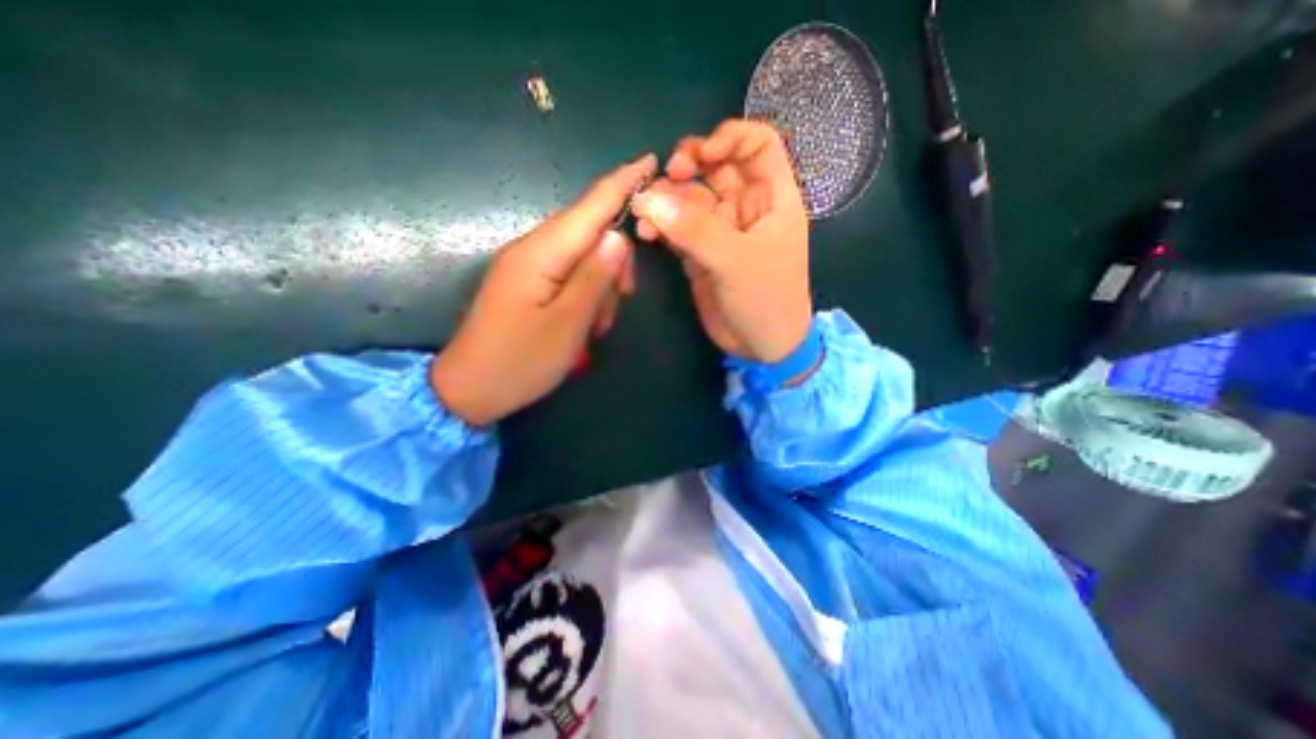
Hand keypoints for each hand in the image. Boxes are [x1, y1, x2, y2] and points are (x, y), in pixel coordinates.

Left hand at [432, 154, 657, 424]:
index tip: (650, 160)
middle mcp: (534, 249)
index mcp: (541, 254)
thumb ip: (594, 278)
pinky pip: (570, 275)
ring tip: (596, 325)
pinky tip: (585, 323)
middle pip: (590, 233)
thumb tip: (618, 236)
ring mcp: (530, 266)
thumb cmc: (520, 361)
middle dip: (616, 261)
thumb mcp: (567, 325)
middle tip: (624, 298)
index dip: (621, 183)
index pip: (590, 207)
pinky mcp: (530, 283)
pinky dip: (586, 295)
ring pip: (584, 257)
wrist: (470, 389)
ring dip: (602, 285)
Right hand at [634, 120, 812, 363]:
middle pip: (715, 168)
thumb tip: (650, 200)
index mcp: (772, 198)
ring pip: (691, 199)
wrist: (761, 346)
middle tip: (666, 179)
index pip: (758, 144)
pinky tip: (646, 232)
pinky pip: (677, 229)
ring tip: (644, 211)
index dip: (729, 138)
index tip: (701, 156)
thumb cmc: (766, 300)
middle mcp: (745, 207)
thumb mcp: (736, 262)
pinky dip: (661, 226)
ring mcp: (720, 230)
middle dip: (688, 167)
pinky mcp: (700, 253)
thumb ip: (695, 230)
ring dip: (667, 200)